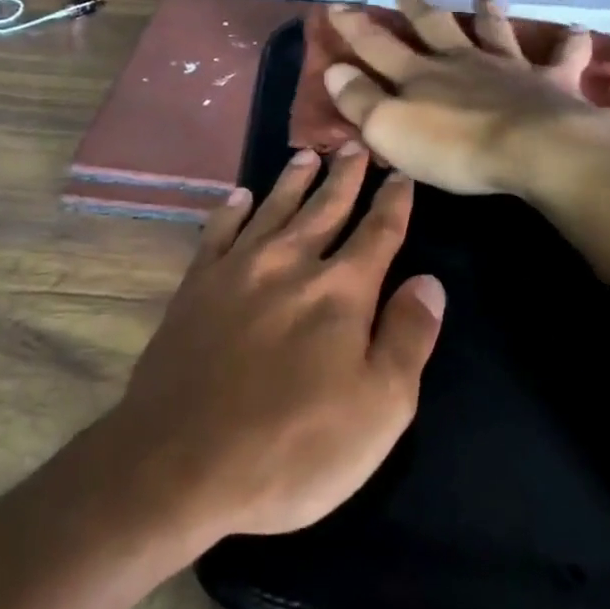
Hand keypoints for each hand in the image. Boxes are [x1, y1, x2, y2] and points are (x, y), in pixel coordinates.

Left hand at [110, 146, 444, 541]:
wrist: (180, 463)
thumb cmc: (293, 448)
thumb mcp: (379, 410)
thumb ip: (407, 338)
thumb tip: (429, 282)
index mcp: (340, 292)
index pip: (378, 233)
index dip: (393, 202)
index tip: (401, 174)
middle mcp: (290, 265)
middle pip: (325, 208)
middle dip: (345, 177)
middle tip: (356, 145)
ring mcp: (237, 271)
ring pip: (274, 210)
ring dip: (294, 181)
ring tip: (308, 156)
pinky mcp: (195, 287)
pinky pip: (217, 233)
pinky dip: (230, 210)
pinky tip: (239, 196)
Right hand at [323, 0, 609, 196]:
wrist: (536, 150)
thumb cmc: (455, 148)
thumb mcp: (390, 130)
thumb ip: (360, 100)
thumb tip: (333, 68)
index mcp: (421, 75)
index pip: (377, 46)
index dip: (354, 28)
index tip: (336, 6)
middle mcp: (462, 62)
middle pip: (434, 29)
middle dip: (416, 10)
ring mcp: (510, 68)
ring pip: (495, 33)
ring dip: (488, 15)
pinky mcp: (551, 83)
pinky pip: (562, 58)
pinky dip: (570, 43)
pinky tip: (578, 30)